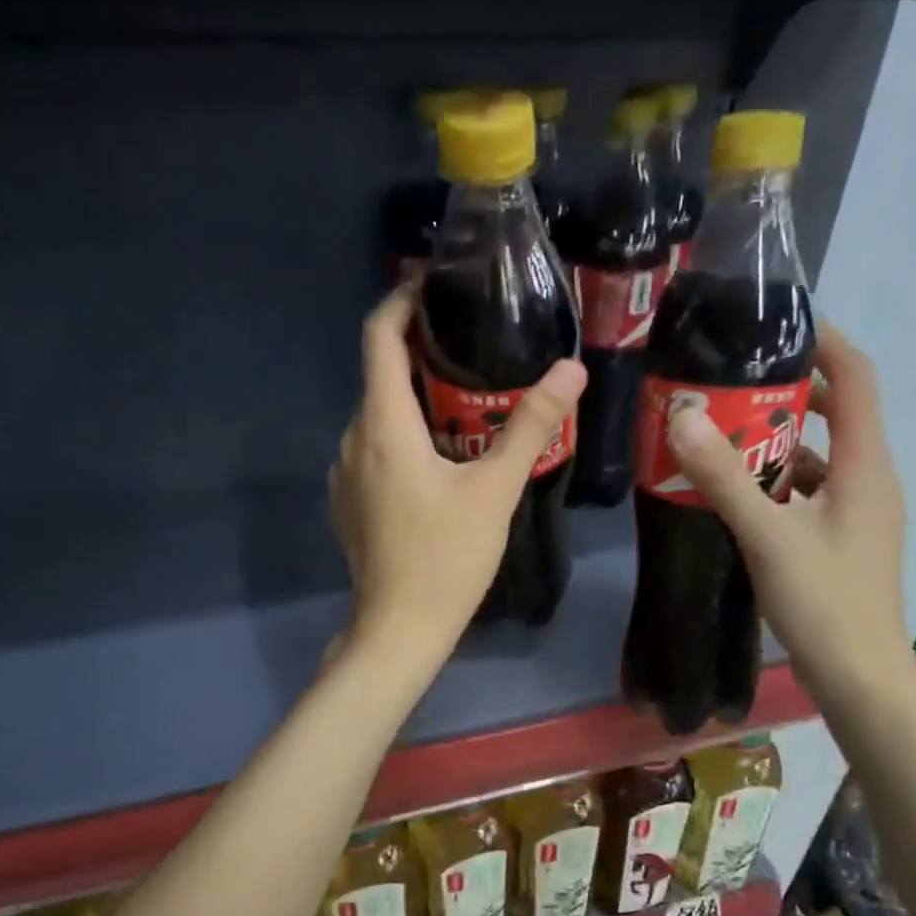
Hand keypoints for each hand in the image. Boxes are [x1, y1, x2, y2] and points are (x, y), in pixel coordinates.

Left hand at [329, 286, 586, 668]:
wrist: (399, 629)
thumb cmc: (446, 558)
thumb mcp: (495, 491)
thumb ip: (530, 426)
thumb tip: (570, 370)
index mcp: (383, 425)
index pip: (378, 336)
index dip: (402, 301)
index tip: (435, 286)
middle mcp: (353, 440)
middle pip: (380, 376)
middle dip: (422, 355)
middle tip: (475, 351)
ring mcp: (345, 475)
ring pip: (378, 418)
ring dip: (415, 402)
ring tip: (466, 407)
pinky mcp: (349, 504)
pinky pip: (374, 452)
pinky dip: (403, 438)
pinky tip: (439, 462)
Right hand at [664, 320, 915, 720]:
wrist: (862, 680)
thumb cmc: (825, 604)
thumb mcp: (768, 538)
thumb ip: (725, 478)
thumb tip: (682, 416)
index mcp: (867, 466)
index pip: (856, 377)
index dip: (824, 341)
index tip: (776, 323)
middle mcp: (872, 481)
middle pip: (839, 413)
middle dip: (789, 392)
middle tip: (731, 383)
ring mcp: (861, 515)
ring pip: (823, 457)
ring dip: (780, 441)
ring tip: (724, 434)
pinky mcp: (845, 541)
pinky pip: (814, 492)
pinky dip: (781, 482)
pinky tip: (741, 495)